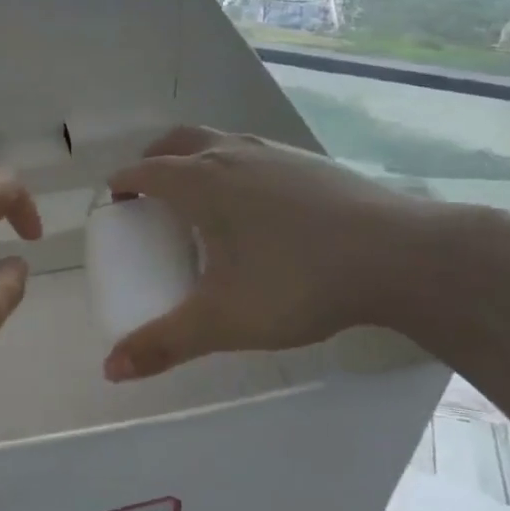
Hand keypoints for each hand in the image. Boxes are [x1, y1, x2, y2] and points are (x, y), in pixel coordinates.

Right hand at [103, 126, 451, 379]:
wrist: (398, 255)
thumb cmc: (296, 281)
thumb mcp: (223, 320)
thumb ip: (164, 343)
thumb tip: (110, 369)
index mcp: (201, 181)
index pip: (144, 170)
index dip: (122, 184)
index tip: (114, 205)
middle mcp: (231, 153)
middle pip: (176, 141)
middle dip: (153, 160)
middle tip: (149, 195)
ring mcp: (274, 152)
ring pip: (218, 141)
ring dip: (195, 158)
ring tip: (201, 200)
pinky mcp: (309, 161)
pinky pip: (254, 153)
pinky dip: (235, 166)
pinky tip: (257, 207)